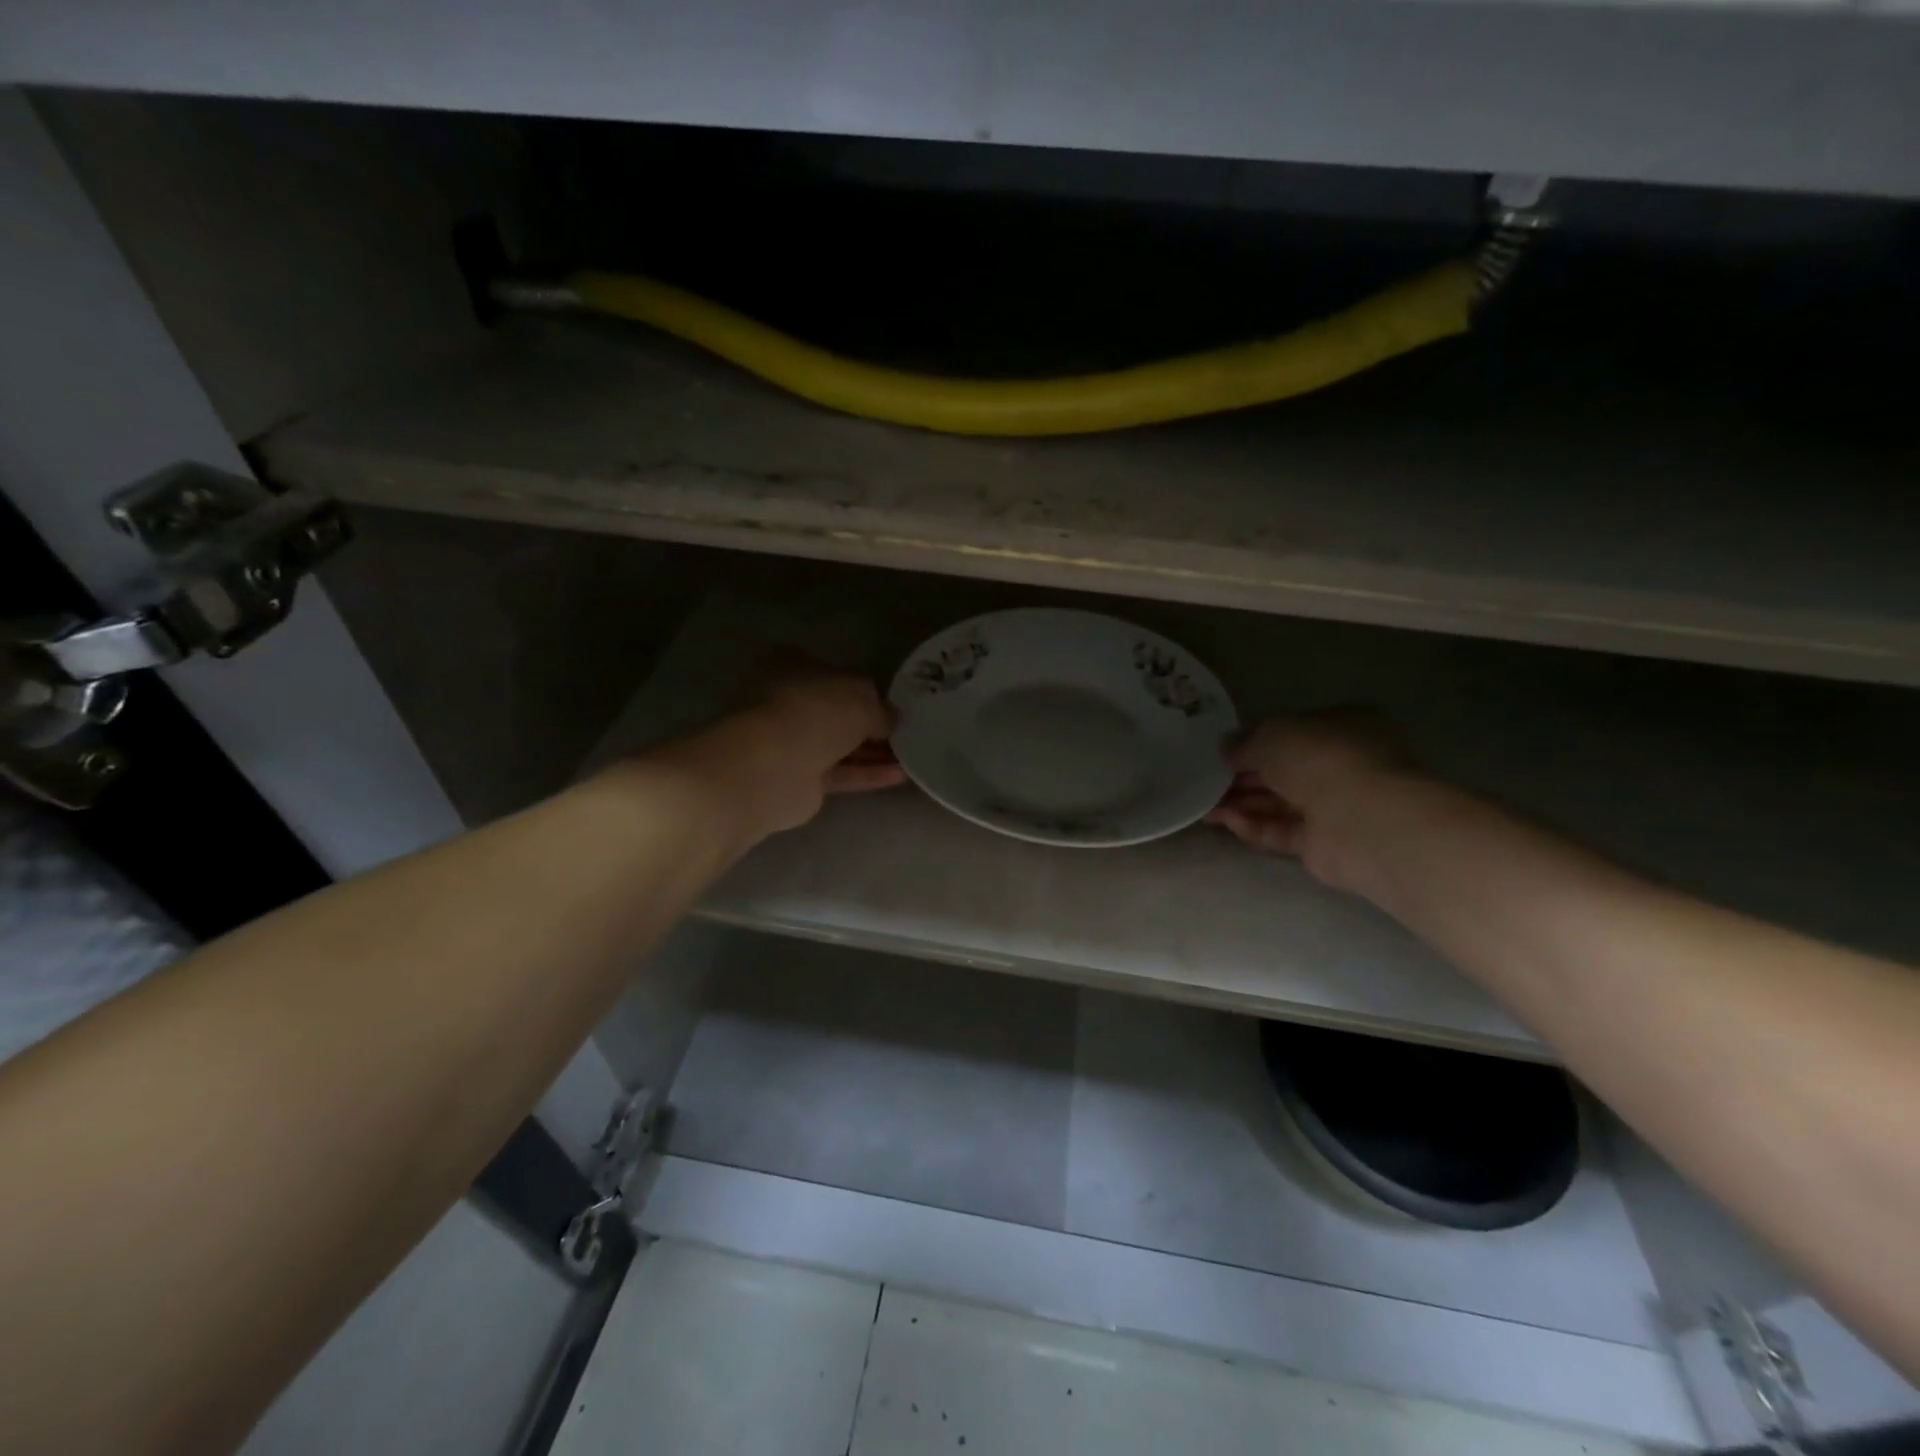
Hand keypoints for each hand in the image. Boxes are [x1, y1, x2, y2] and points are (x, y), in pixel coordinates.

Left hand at [758, 653, 906, 800]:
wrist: (771, 769)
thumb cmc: (814, 713)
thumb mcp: (861, 700)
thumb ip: (881, 709)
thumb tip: (893, 718)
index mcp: (794, 668)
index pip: (834, 673)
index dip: (864, 688)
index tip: (892, 702)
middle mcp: (789, 702)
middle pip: (837, 713)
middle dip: (872, 723)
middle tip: (908, 731)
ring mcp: (792, 743)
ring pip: (840, 746)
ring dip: (874, 752)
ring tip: (913, 755)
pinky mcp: (800, 780)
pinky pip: (841, 773)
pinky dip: (868, 774)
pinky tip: (901, 776)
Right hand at [1206, 710, 1408, 889]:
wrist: (1361, 820)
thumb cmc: (1321, 758)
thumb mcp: (1271, 735)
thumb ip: (1244, 742)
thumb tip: (1226, 748)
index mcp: (1341, 726)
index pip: (1291, 731)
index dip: (1253, 740)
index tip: (1220, 750)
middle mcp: (1341, 764)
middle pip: (1282, 770)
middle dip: (1242, 775)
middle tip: (1202, 780)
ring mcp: (1334, 805)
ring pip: (1278, 802)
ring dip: (1240, 802)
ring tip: (1201, 805)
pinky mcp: (1323, 843)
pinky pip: (1280, 830)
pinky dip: (1252, 826)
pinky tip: (1223, 821)